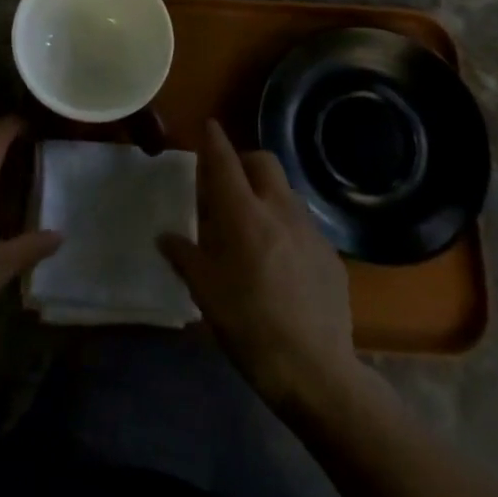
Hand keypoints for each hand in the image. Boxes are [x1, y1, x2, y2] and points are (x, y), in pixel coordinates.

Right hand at [160, 120, 380, 414]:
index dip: (214, 140)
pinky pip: (303, 224)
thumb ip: (185, 256)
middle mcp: (279, 211)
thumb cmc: (249, 327)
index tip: (208, 125)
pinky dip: (285, 225)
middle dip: (244, 161)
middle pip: (263, 162)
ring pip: (285, 191)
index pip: (225, 162)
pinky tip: (279, 260)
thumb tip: (166, 237)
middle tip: (227, 183)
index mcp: (244, 215)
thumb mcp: (206, 292)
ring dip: (266, 193)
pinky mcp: (331, 255)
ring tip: (251, 224)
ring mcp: (310, 231)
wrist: (317, 371)